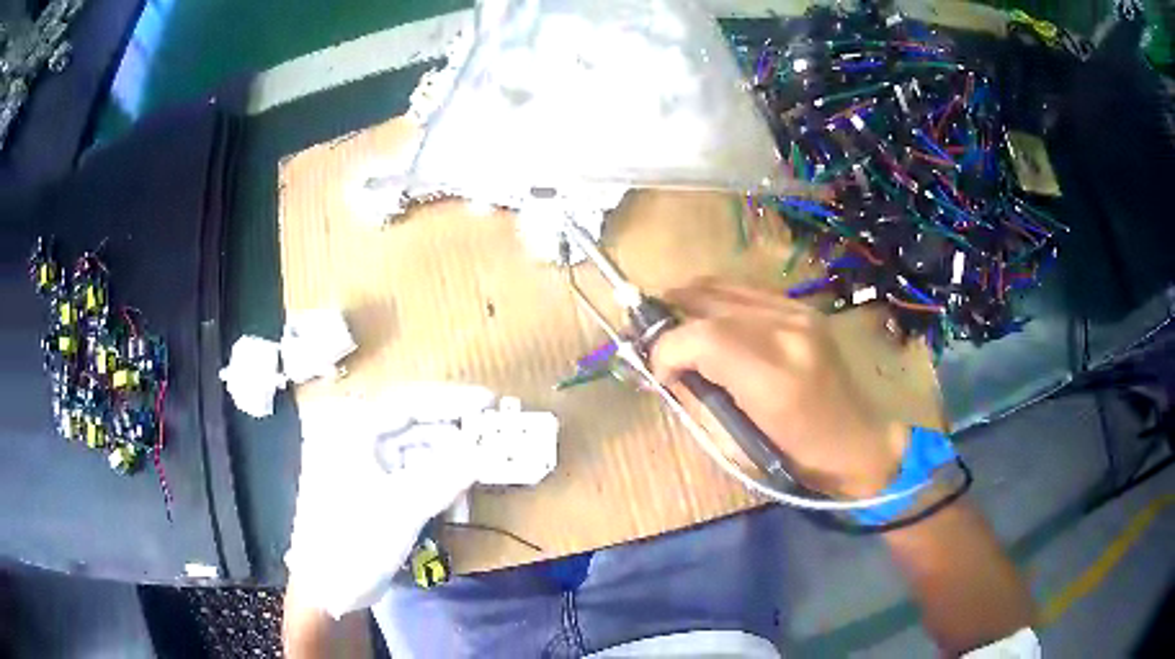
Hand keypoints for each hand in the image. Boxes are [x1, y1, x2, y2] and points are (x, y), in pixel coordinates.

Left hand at [285, 384, 494, 617]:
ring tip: (476, 481)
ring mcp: (366, 463)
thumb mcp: (402, 508)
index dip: (451, 401)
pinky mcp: (376, 488)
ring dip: (449, 466)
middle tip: (490, 446)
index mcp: (351, 430)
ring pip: (418, 451)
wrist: (327, 588)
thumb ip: (446, 477)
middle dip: (454, 438)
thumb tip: (485, 454)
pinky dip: (437, 484)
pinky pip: (414, 474)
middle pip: (415, 425)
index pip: (408, 402)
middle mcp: (356, 437)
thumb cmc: (354, 540)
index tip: (489, 403)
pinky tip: (457, 502)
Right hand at [649, 280, 907, 497]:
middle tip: (655, 342)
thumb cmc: (798, 458)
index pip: (703, 339)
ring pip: (724, 289)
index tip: (658, 374)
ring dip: (690, 303)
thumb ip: (698, 401)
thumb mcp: (737, 447)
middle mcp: (789, 334)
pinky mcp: (803, 308)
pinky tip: (709, 320)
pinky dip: (716, 302)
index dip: (667, 350)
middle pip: (709, 305)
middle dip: (670, 319)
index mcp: (775, 380)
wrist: (857, 440)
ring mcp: (800, 314)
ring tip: (674, 325)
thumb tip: (667, 372)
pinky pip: (745, 292)